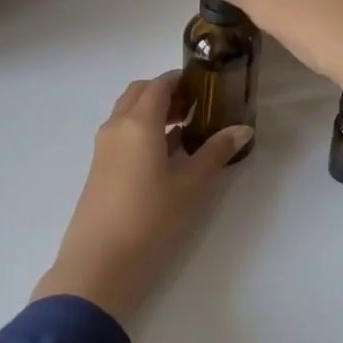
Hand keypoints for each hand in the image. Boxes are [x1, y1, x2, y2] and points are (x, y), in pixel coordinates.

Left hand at [32, 73, 251, 325]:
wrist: (99, 262)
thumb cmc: (150, 218)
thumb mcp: (191, 186)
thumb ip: (215, 153)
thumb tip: (243, 129)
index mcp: (139, 122)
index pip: (159, 84)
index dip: (182, 79)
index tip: (206, 85)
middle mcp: (117, 126)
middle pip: (140, 93)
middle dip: (167, 92)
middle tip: (197, 105)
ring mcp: (104, 147)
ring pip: (128, 112)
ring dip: (154, 111)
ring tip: (186, 127)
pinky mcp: (100, 167)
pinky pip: (122, 133)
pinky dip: (143, 129)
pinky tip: (166, 153)